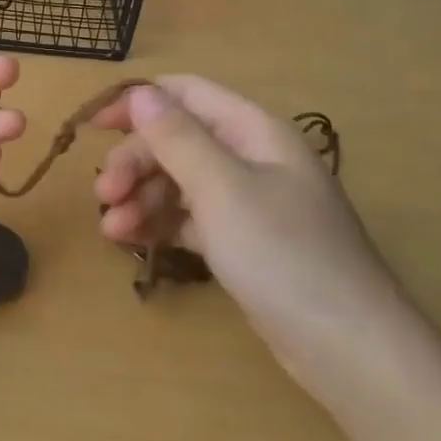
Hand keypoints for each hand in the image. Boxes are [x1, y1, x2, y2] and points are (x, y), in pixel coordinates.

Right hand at [91, 77, 423, 406]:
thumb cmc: (284, 255)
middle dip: (135, 163)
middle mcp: (251, 158)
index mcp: (253, 131)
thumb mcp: (222, 189)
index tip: (93, 126)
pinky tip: (135, 242)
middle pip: (176, 141)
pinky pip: (190, 219)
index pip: (186, 95)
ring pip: (179, 183)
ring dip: (141, 198)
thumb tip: (141, 93)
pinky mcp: (243, 242)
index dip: (138, 103)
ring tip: (112, 231)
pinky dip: (161, 225)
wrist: (348, 347)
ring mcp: (248, 203)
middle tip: (103, 196)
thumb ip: (177, 138)